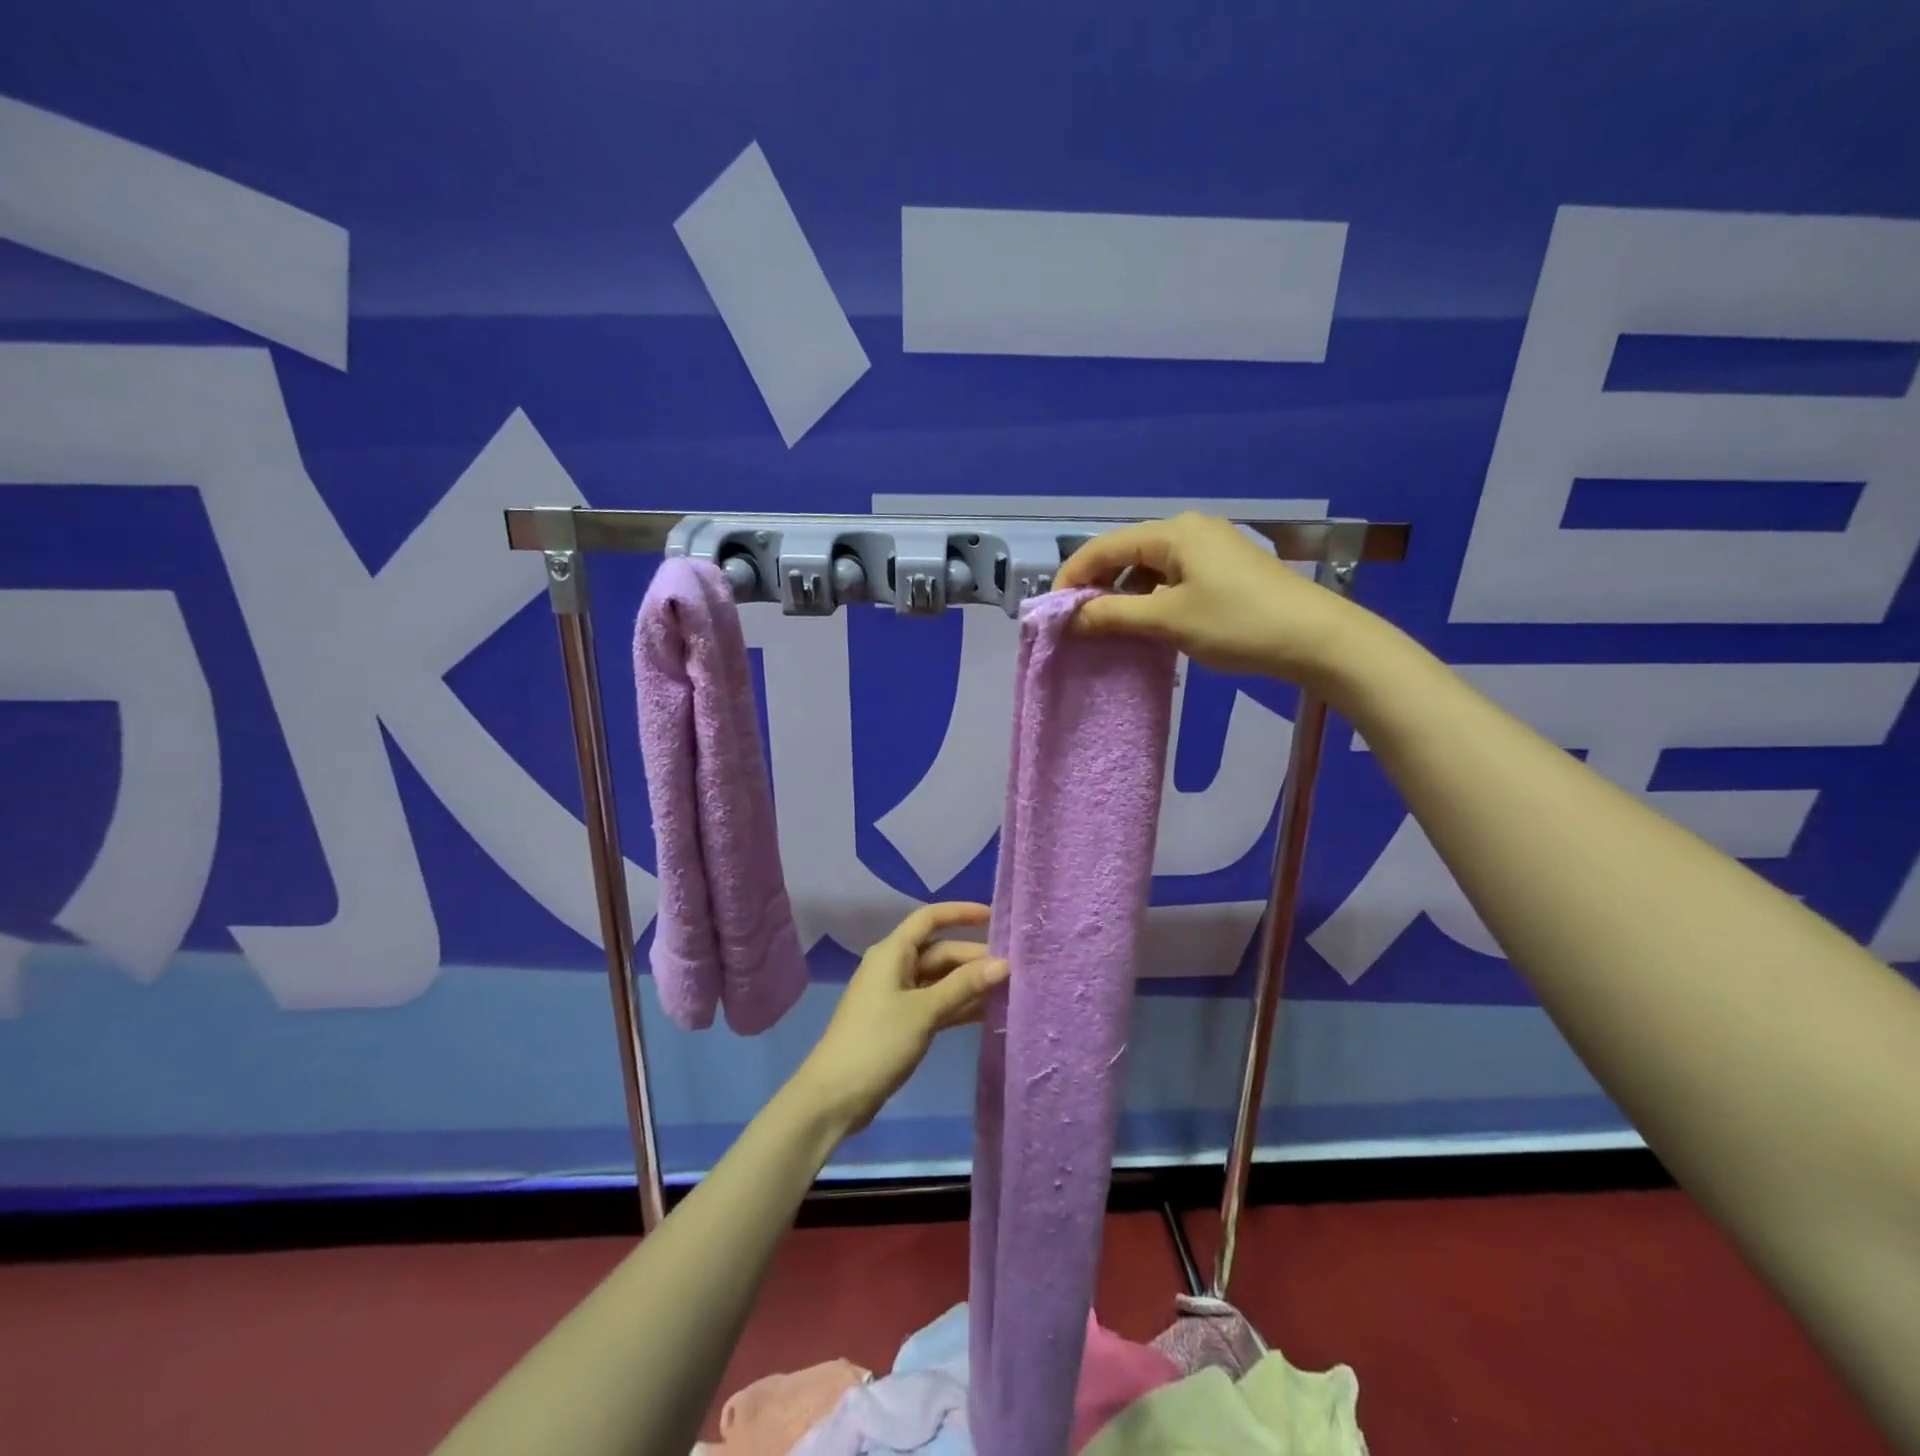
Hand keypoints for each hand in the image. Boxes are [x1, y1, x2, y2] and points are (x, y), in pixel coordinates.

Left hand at [792, 903, 1007, 1135]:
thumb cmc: (877, 1042)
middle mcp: (895, 967)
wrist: (835, 1097)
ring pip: (941, 980)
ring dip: (970, 984)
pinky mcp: (902, 1022)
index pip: (930, 918)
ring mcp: (898, 996)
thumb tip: (1004, 963)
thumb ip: (964, 986)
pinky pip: (936, 1003)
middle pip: (940, 952)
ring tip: (1010, 990)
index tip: (995, 916)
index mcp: (893, 952)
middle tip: (1015, 969)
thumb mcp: (924, 1011)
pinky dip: (959, 1006)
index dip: (961, 913)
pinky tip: (988, 1013)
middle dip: (974, 958)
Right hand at [1055, 512, 1362, 685]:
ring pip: (1148, 569)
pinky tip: (1144, 625)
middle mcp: (1189, 530)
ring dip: (1123, 596)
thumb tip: (1071, 617)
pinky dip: (1150, 600)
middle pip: (1125, 554)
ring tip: (1106, 629)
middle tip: (1076, 624)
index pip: (1104, 547)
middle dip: (1097, 587)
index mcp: (1173, 533)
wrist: (1318, 640)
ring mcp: (1210, 549)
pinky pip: (1171, 579)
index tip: (1052, 611)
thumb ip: (1113, 614)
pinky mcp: (1224, 570)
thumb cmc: (1238, 624)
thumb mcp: (1168, 620)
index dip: (1072, 577)